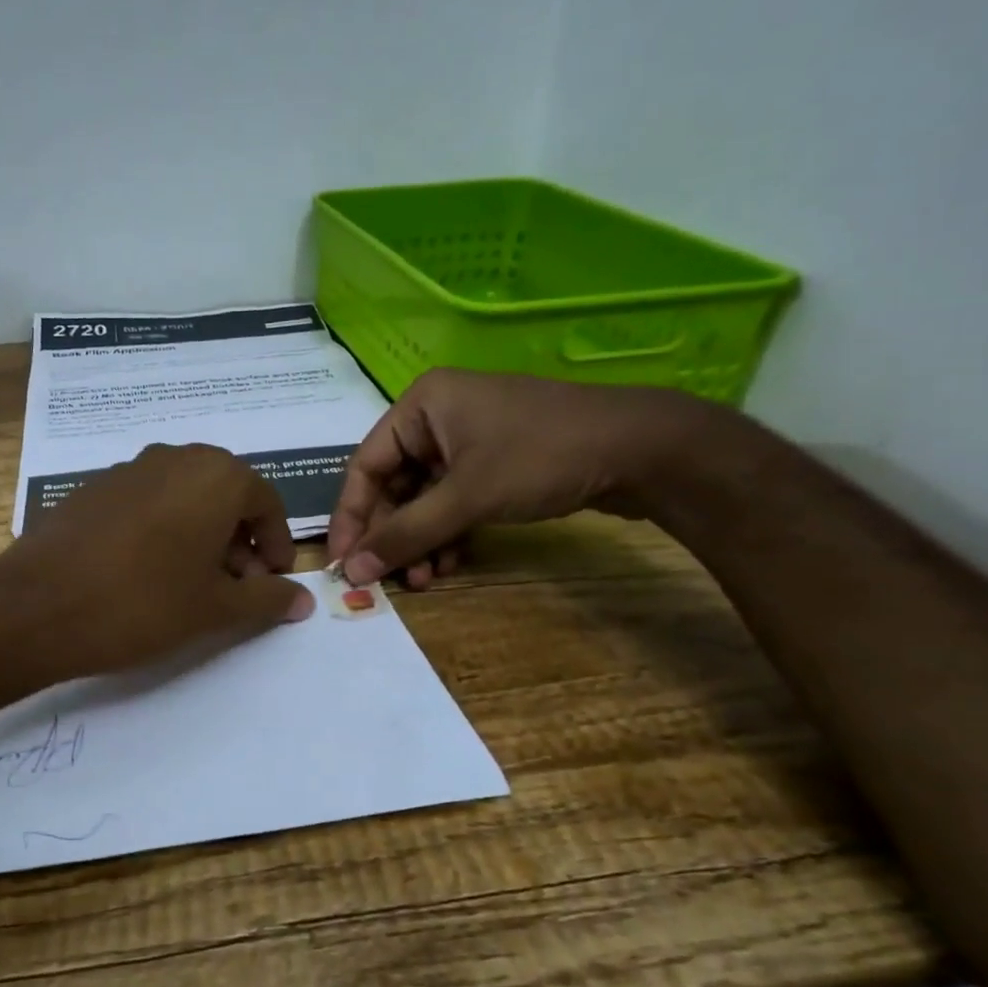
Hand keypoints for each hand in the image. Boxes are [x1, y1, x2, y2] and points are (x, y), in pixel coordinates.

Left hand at [0, 444, 314, 677]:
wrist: (38, 606)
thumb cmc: (143, 603)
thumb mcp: (216, 608)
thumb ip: (266, 599)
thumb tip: (302, 600)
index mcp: (216, 476)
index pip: (266, 502)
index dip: (276, 543)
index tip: (272, 579)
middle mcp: (175, 458)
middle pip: (225, 494)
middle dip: (238, 539)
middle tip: (236, 585)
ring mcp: (128, 469)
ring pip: (184, 496)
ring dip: (201, 533)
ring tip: (193, 582)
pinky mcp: (92, 487)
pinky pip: (146, 502)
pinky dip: (162, 529)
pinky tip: (146, 571)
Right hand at [328, 369, 712, 586]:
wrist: (643, 449)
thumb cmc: (541, 457)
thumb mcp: (466, 497)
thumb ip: (406, 534)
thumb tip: (353, 572)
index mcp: (420, 405)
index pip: (365, 465)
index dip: (352, 517)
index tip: (343, 562)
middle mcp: (437, 417)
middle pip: (394, 484)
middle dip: (393, 535)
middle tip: (388, 579)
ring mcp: (468, 440)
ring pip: (424, 498)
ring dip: (419, 540)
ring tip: (421, 581)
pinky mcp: (494, 462)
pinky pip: (453, 500)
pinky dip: (447, 532)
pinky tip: (447, 564)